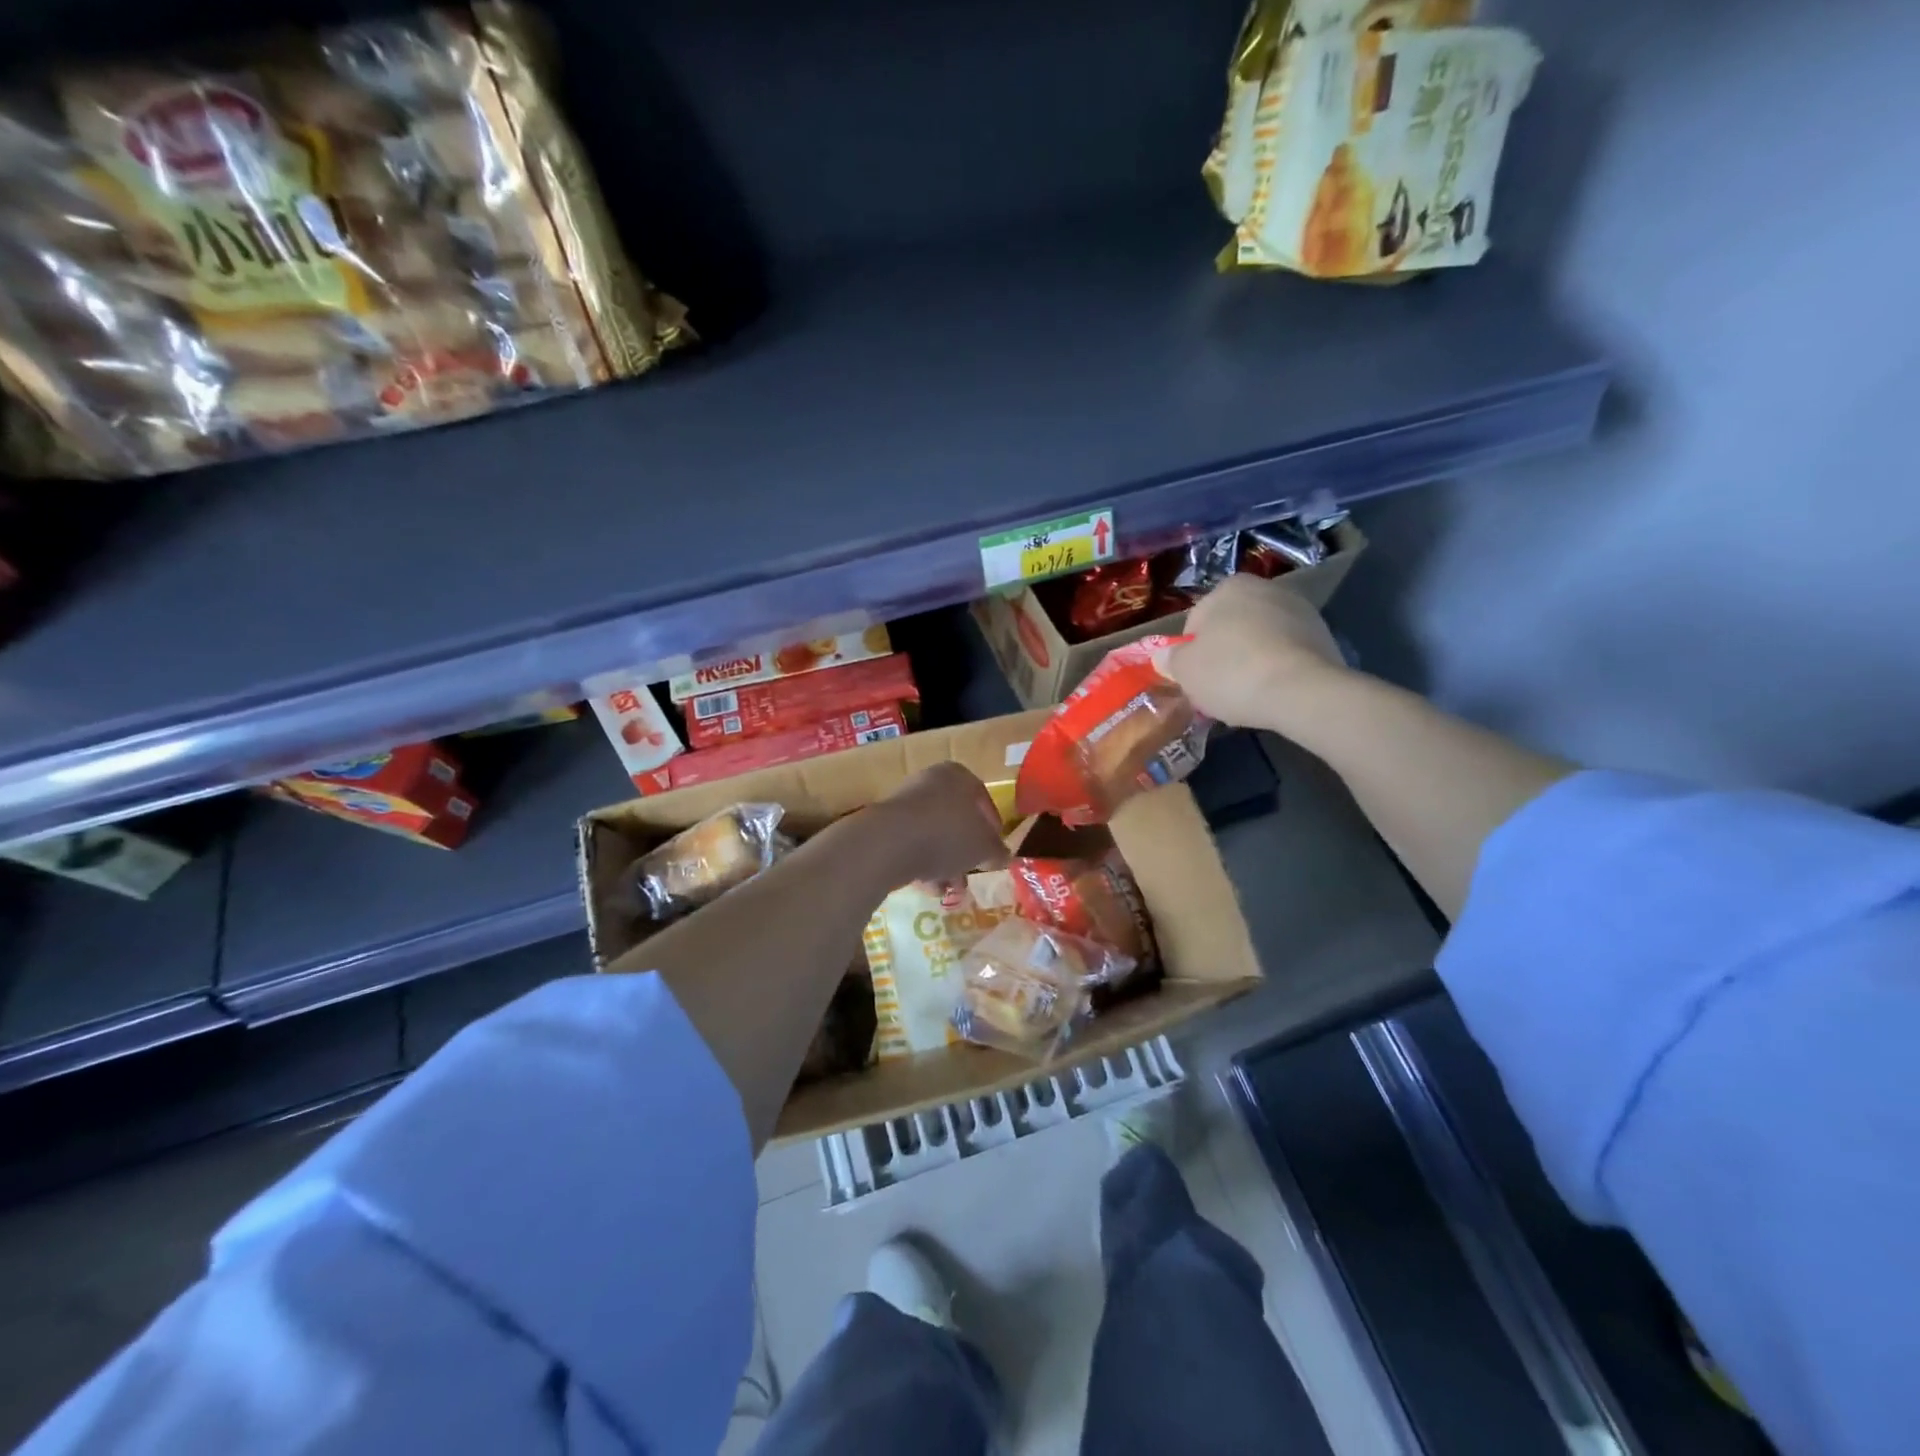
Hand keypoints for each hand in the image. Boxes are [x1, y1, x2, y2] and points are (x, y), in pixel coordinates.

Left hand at [867, 762, 1010, 887]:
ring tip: (950, 889)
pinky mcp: (886, 824)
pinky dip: (922, 863)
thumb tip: (1003, 856)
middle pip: (956, 819)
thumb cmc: (947, 835)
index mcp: (958, 775)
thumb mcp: (983, 847)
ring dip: (944, 863)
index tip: (994, 852)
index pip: (983, 800)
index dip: (992, 829)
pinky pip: (912, 843)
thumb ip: (997, 851)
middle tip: (971, 873)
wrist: (889, 843)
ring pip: (934, 834)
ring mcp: (905, 801)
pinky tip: (928, 887)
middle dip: (965, 851)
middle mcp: (931, 781)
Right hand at [1167, 575, 1346, 730]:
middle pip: (1231, 627)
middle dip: (1223, 653)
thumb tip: (1164, 656)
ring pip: (1260, 639)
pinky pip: (1286, 653)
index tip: (1194, 676)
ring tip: (1247, 694)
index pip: (1196, 620)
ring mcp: (1300, 610)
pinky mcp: (1324, 635)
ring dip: (1251, 660)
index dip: (1190, 652)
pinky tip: (1272, 692)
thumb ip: (1171, 659)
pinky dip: (1277, 668)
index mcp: (1229, 587)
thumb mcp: (1185, 670)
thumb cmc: (1232, 672)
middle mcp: (1266, 588)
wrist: (1302, 691)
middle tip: (1217, 686)